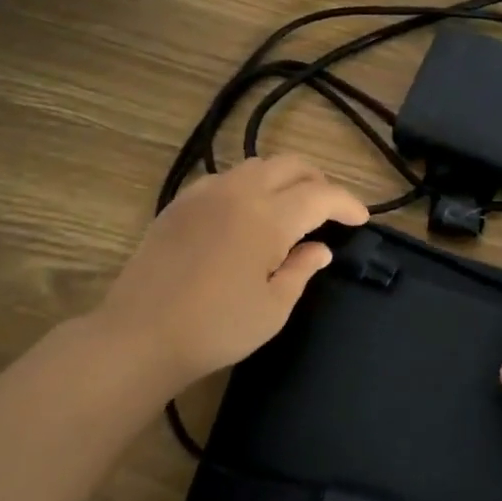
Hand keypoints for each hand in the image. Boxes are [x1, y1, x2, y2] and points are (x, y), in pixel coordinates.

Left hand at [94, 156, 368, 396]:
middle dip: (319, 181)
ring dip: (284, 179)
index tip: (361, 218)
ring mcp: (205, 192)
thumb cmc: (216, 328)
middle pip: (290, 165)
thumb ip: (301, 270)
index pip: (320, 195)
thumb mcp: (272, 309)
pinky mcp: (180, 202)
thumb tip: (320, 248)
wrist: (140, 335)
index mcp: (268, 217)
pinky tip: (249, 213)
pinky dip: (251, 186)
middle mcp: (239, 192)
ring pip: (257, 166)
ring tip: (293, 208)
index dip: (347, 203)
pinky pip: (227, 178)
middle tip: (330, 209)